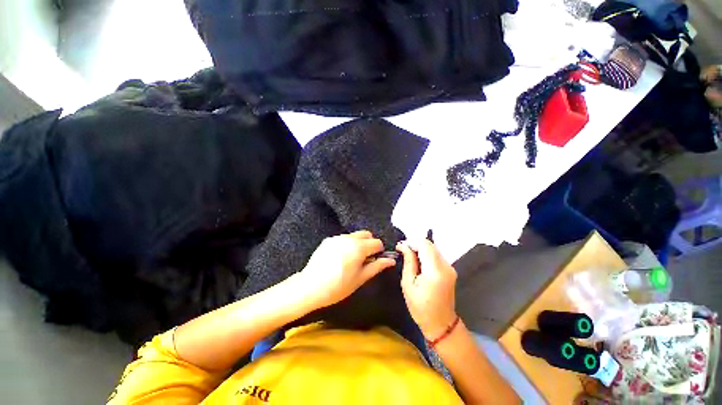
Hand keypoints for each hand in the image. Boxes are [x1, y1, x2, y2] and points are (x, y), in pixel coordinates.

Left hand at [299, 231, 395, 308]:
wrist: (310, 287)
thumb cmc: (338, 286)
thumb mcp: (361, 278)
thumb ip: (377, 266)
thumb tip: (391, 260)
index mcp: (359, 247)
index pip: (377, 242)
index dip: (379, 252)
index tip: (374, 261)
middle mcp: (349, 238)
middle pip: (366, 234)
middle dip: (369, 244)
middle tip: (364, 260)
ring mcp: (337, 238)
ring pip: (355, 236)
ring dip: (358, 244)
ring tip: (351, 260)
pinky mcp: (328, 240)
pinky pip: (343, 238)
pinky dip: (347, 245)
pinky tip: (339, 258)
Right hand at [397, 239, 457, 340]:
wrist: (441, 324)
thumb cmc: (420, 307)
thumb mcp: (408, 284)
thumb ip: (408, 262)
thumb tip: (403, 245)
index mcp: (435, 271)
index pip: (424, 245)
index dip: (411, 242)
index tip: (400, 246)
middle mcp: (445, 266)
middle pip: (430, 244)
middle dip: (415, 243)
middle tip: (402, 250)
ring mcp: (450, 267)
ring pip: (433, 248)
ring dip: (420, 248)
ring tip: (408, 255)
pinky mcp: (450, 270)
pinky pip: (436, 255)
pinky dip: (426, 253)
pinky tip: (418, 261)